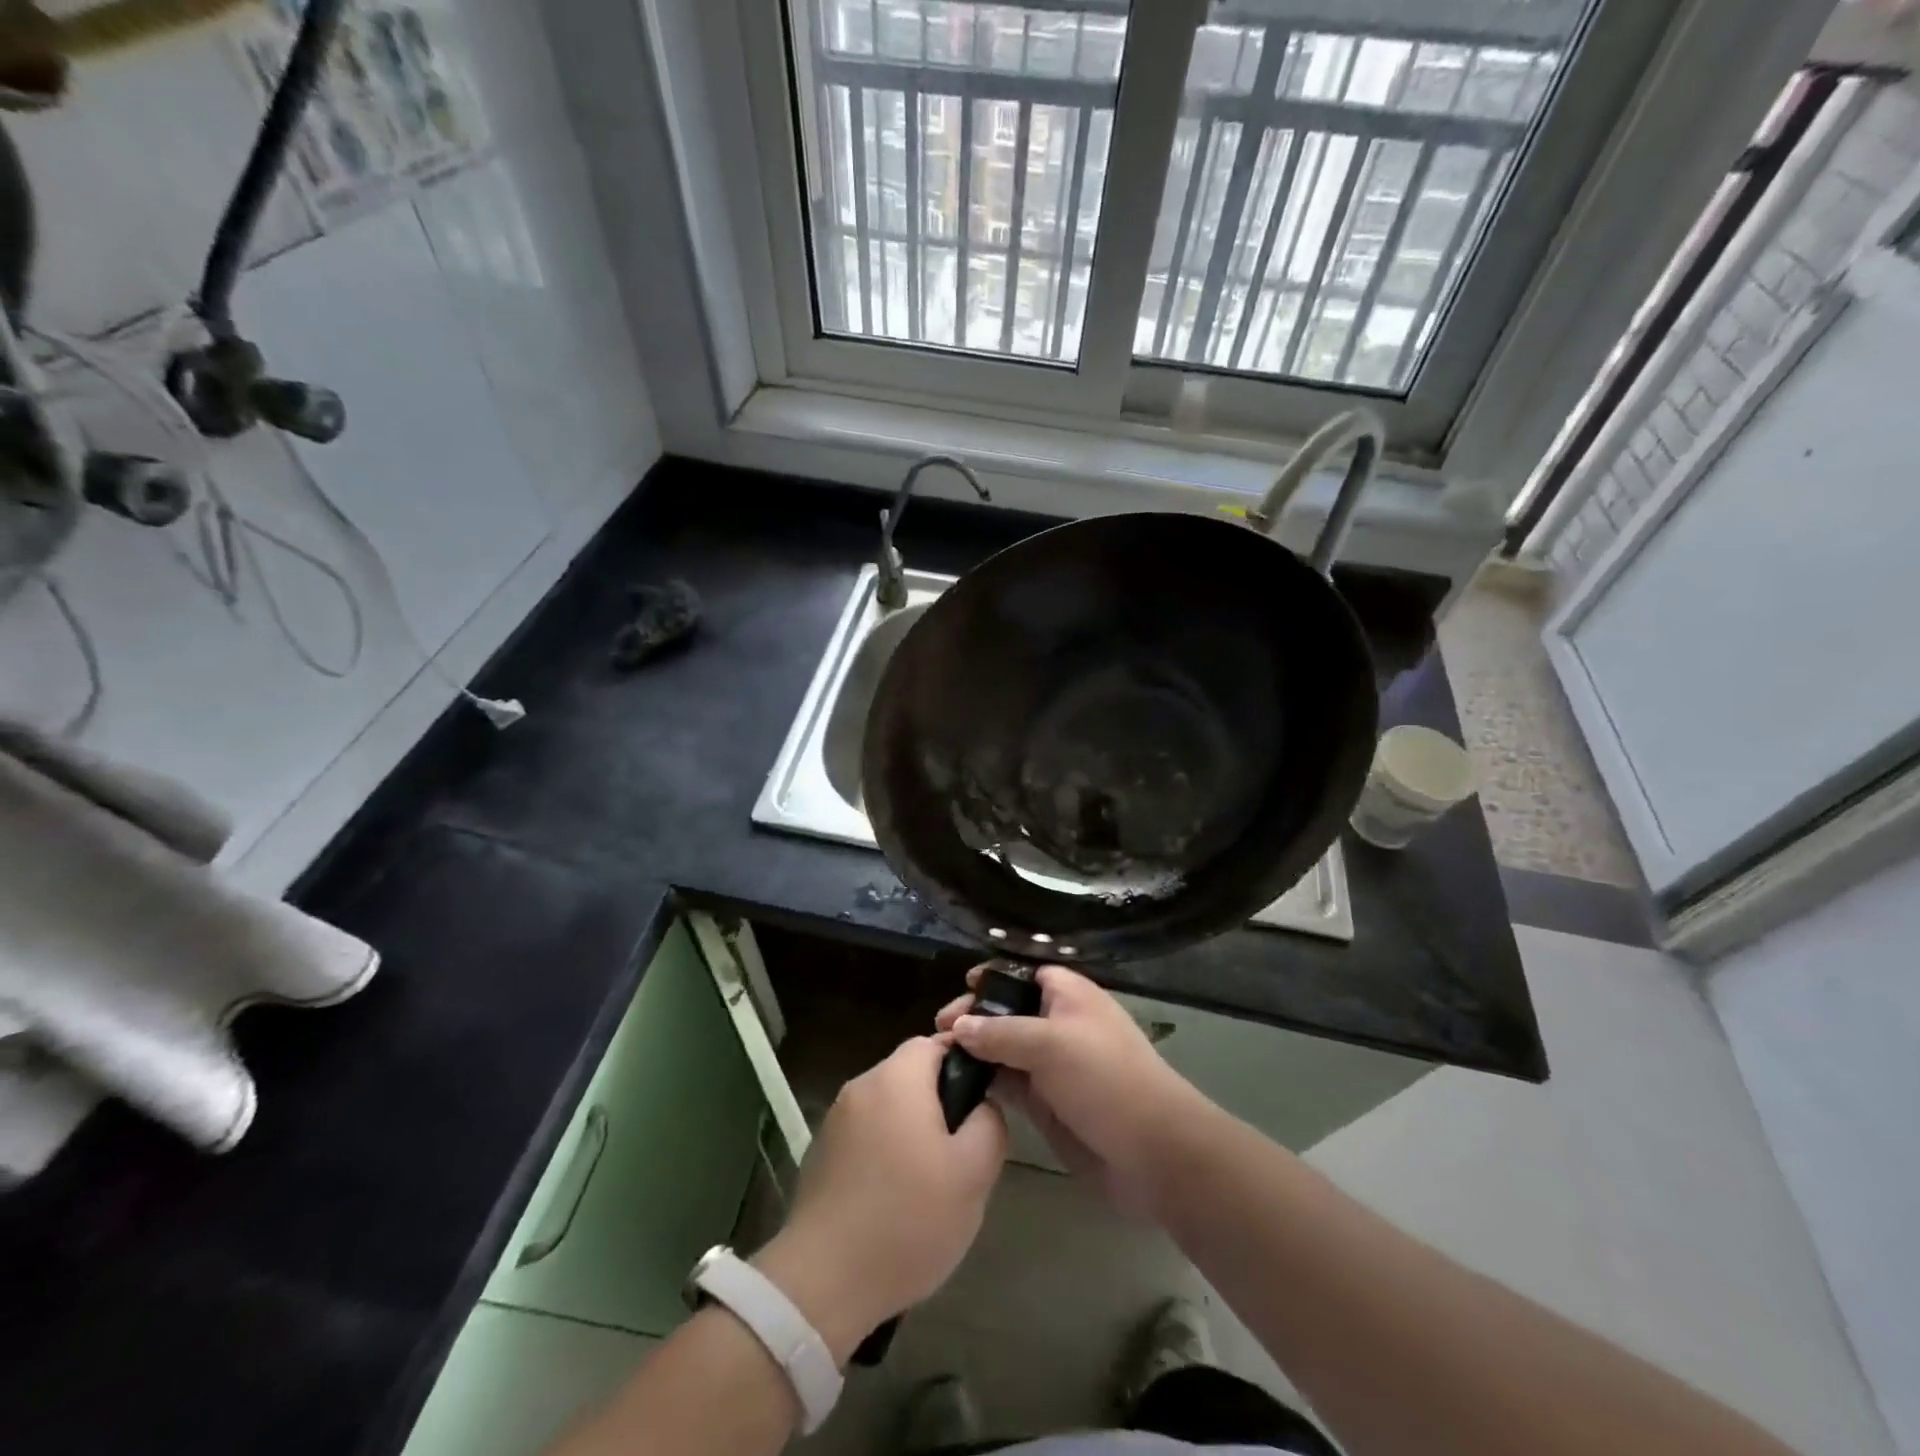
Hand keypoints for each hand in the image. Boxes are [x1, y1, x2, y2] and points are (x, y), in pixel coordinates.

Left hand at [753, 1036, 1005, 1364]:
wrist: (823, 1283)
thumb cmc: (907, 1219)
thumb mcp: (973, 1174)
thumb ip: (989, 1123)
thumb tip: (984, 1103)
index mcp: (897, 1078)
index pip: (936, 1042)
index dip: (965, 1064)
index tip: (981, 1104)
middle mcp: (861, 1086)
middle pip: (911, 1074)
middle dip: (940, 1102)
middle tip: (962, 1151)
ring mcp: (836, 1120)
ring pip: (889, 1106)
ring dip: (912, 1129)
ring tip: (932, 1180)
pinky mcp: (820, 1153)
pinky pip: (866, 1135)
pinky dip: (885, 1151)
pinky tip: (895, 1198)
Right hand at [935, 964, 1205, 1217]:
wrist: (1152, 1152)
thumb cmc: (1104, 1078)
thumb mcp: (1050, 1044)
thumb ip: (1000, 1033)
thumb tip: (957, 1026)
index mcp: (1068, 995)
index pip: (1024, 974)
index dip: (993, 977)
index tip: (961, 987)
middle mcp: (1058, 1024)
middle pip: (1008, 1011)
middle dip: (975, 1016)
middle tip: (939, 1030)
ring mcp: (1052, 1065)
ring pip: (1004, 1048)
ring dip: (975, 1050)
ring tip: (937, 1056)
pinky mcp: (1047, 1102)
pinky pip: (1009, 1083)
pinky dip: (986, 1081)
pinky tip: (958, 1084)